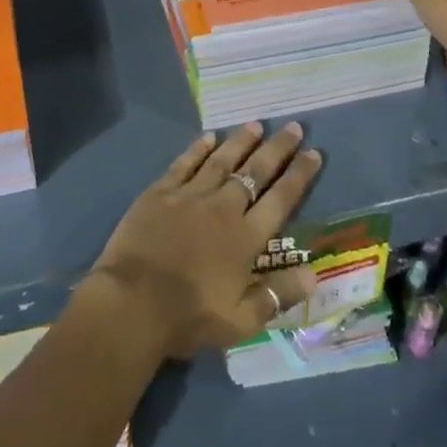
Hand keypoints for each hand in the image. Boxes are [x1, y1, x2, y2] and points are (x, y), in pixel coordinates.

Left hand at [88, 122, 321, 360]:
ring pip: (222, 160)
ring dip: (241, 141)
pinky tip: (209, 136)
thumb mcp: (241, 321)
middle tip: (294, 126)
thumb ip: (278, 295)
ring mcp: (190, 195)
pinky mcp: (160, 192)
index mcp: (246, 238)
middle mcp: (223, 208)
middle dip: (277, 148)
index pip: (281, 199)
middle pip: (255, 171)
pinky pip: (185, 163)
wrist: (132, 303)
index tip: (314, 153)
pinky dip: (198, 148)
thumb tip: (314, 275)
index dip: (299, 175)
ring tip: (256, 124)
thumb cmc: (189, 317)